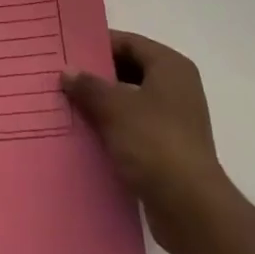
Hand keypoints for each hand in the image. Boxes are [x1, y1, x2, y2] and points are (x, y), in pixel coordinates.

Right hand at [63, 30, 228, 253]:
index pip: (128, 43)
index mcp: (170, 67)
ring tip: (68, 107)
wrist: (191, 210)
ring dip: (103, 106)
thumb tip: (67, 71)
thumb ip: (89, 86)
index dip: (97, 46)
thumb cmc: (154, 143)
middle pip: (130, 71)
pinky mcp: (169, 151)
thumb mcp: (114, 108)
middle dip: (97, 78)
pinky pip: (135, 130)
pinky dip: (113, 131)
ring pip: (130, 103)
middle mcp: (177, 88)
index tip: (67, 52)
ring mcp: (175, 121)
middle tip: (63, 80)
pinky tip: (86, 137)